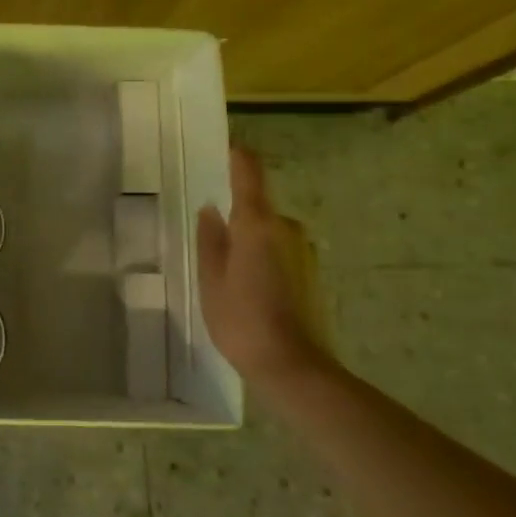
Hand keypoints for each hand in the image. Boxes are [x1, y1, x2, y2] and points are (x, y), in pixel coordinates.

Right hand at [196, 146, 325, 386]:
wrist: (293, 366)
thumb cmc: (241, 319)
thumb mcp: (211, 279)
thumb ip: (210, 239)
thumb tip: (211, 210)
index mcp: (258, 223)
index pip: (249, 170)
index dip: (235, 156)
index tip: (218, 150)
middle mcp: (286, 227)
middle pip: (257, 204)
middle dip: (233, 214)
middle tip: (205, 236)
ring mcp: (302, 249)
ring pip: (266, 231)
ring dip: (247, 241)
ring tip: (222, 271)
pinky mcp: (310, 271)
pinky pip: (277, 250)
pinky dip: (260, 258)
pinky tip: (246, 288)